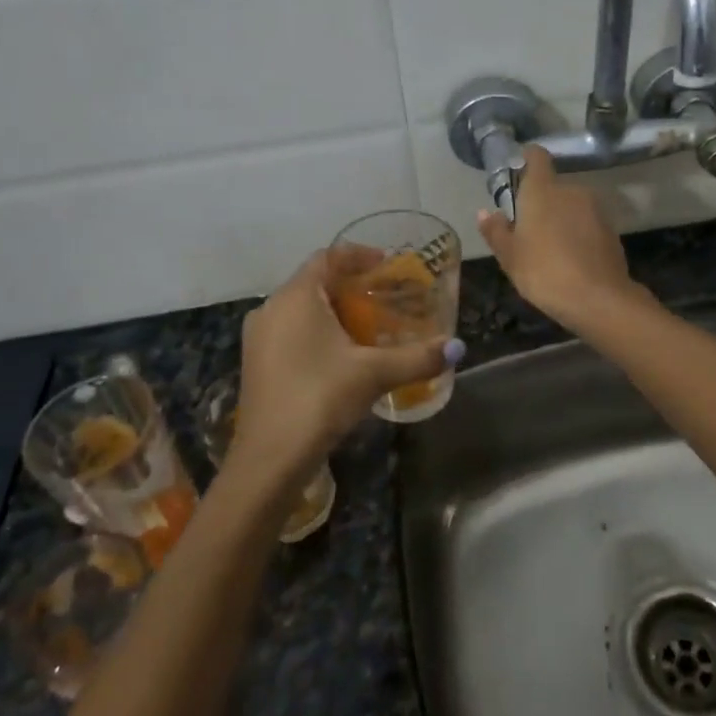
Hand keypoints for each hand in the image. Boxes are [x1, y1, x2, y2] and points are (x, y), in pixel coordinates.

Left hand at [229, 250, 461, 488]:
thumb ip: (417, 357)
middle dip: (350, 285)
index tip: (386, 265)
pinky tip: (342, 355)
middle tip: (385, 296)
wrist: (269, 460)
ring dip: (333, 310)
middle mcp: (271, 309)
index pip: (327, 257)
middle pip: (314, 282)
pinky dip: (317, 331)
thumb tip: (457, 347)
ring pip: (301, 309)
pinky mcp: (257, 364)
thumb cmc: (319, 399)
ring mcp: (259, 338)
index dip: (358, 255)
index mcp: (295, 297)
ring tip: (368, 325)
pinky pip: (291, 331)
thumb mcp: (374, 374)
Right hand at [477, 145, 645, 331]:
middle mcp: (571, 190)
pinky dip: (579, 234)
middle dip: (542, 202)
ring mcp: (595, 209)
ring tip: (550, 249)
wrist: (599, 299)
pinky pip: (588, 224)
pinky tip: (572, 260)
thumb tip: (484, 212)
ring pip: (572, 206)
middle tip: (528, 230)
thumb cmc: (544, 272)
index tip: (518, 168)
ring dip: (561, 219)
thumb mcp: (510, 257)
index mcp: (543, 190)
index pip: (537, 156)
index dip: (527, 158)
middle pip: (553, 187)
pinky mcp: (611, 229)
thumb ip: (496, 231)